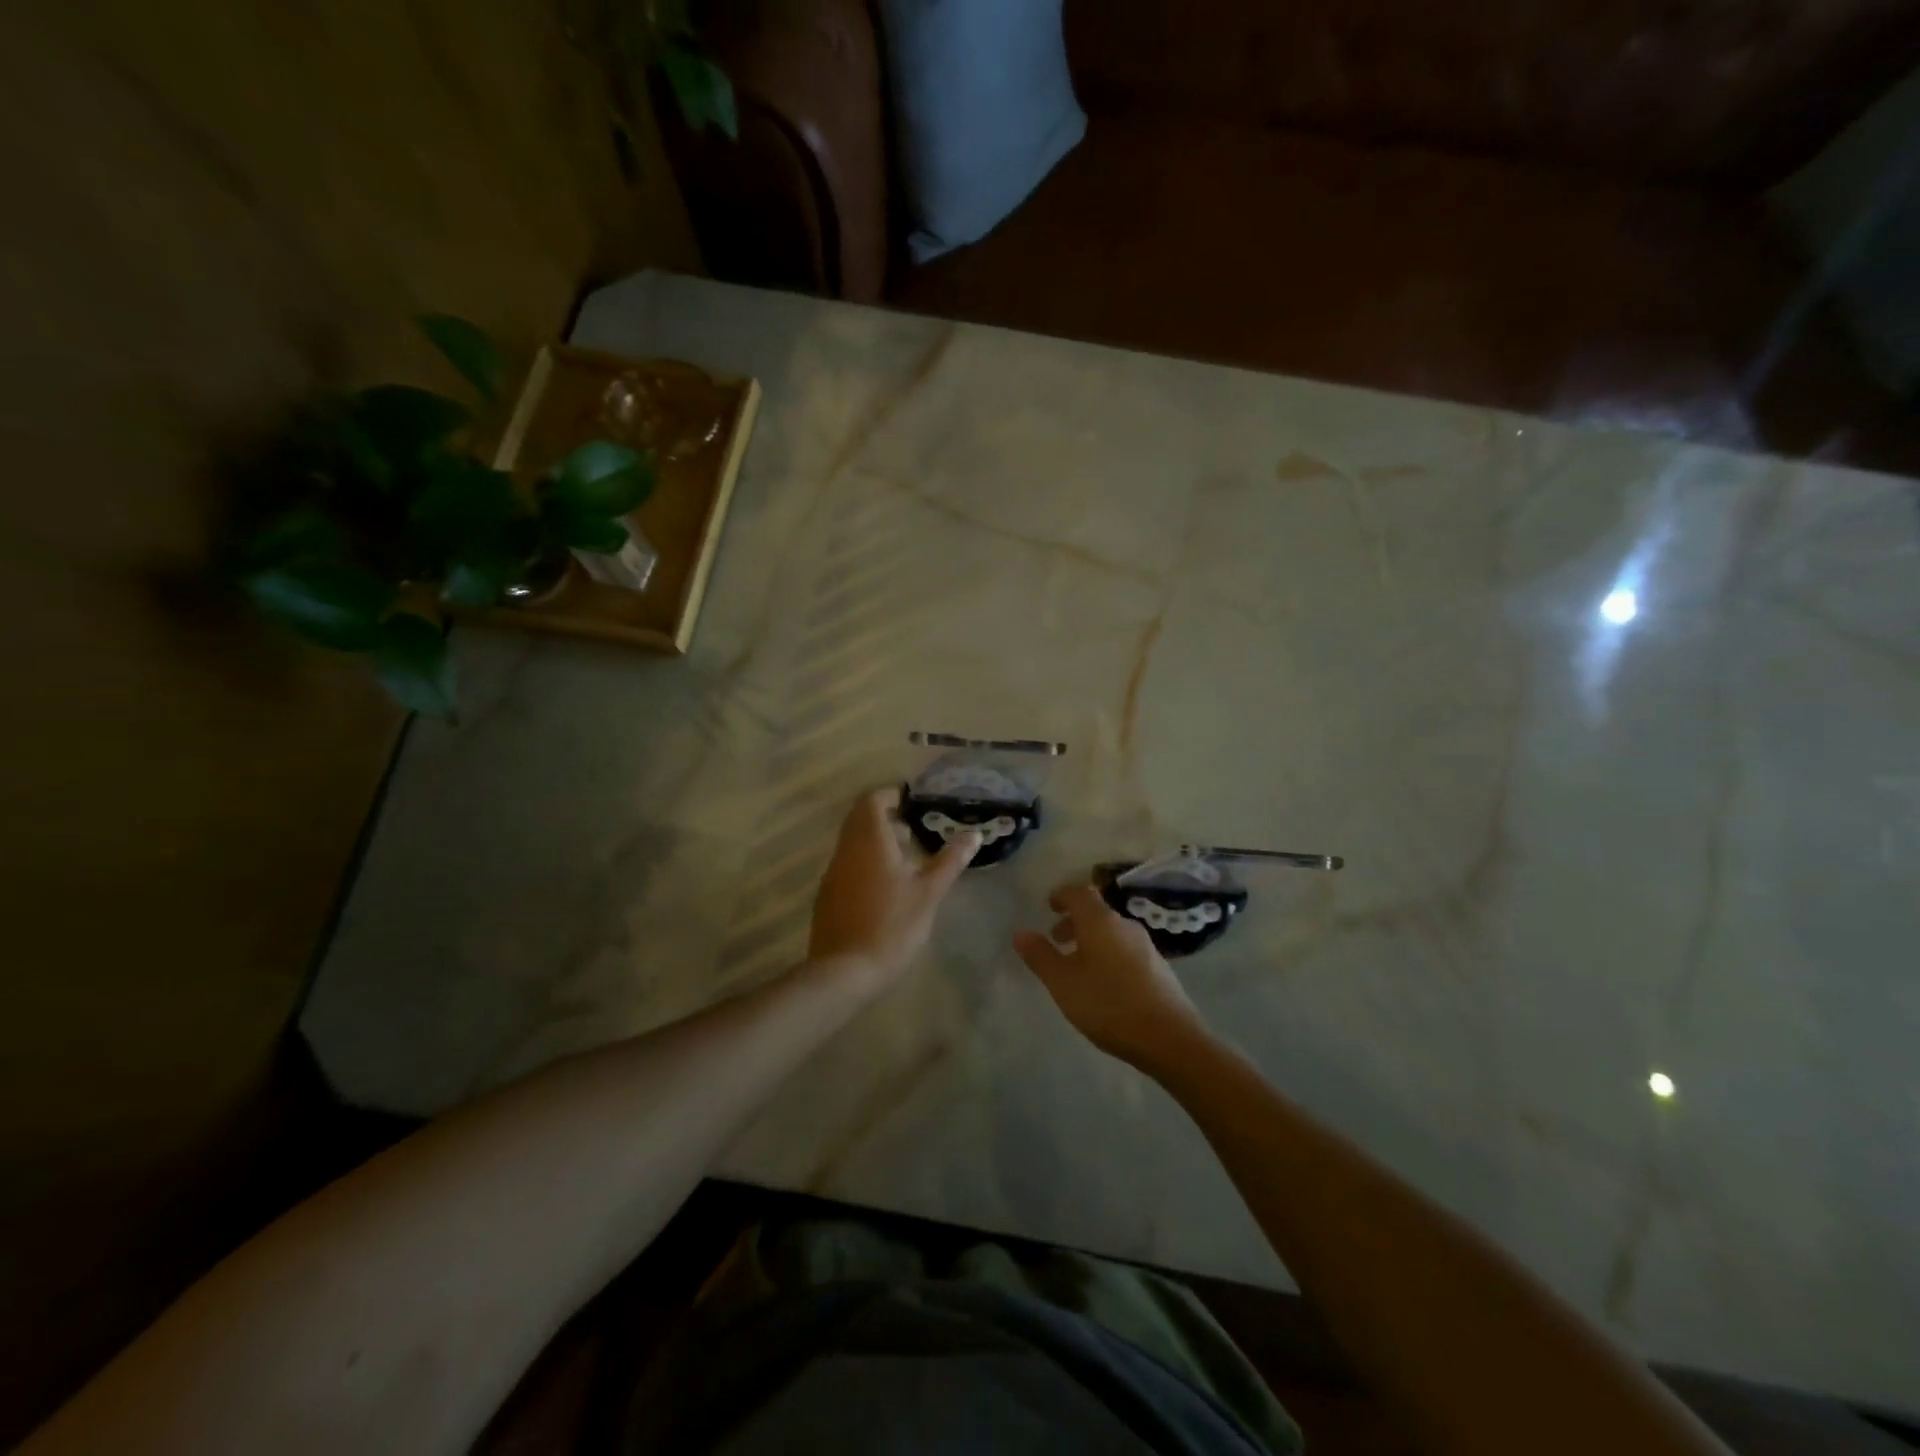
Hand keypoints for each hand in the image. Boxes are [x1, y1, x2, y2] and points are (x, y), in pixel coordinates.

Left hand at [809, 788, 979, 986]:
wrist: (844, 972)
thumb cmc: (892, 926)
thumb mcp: (929, 892)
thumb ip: (950, 860)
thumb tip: (974, 834)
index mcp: (869, 841)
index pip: (872, 800)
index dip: (892, 795)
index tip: (915, 804)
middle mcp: (846, 849)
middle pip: (860, 818)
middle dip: (886, 816)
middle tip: (915, 830)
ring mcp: (833, 873)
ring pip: (853, 841)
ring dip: (876, 840)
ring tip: (907, 858)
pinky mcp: (828, 895)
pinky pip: (847, 863)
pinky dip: (866, 861)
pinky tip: (887, 886)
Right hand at [1013, 883, 1209, 1069]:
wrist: (1170, 1037)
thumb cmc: (1108, 1004)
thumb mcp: (1063, 983)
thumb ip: (1040, 956)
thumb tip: (1021, 933)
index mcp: (1100, 921)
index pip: (1079, 893)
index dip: (1062, 895)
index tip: (1049, 906)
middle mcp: (1125, 925)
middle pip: (1096, 912)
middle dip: (1074, 921)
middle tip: (1056, 939)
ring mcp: (1146, 946)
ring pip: (1112, 932)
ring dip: (1091, 940)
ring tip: (1077, 966)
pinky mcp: (1159, 967)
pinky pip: (1126, 949)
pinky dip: (1108, 954)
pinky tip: (1104, 984)